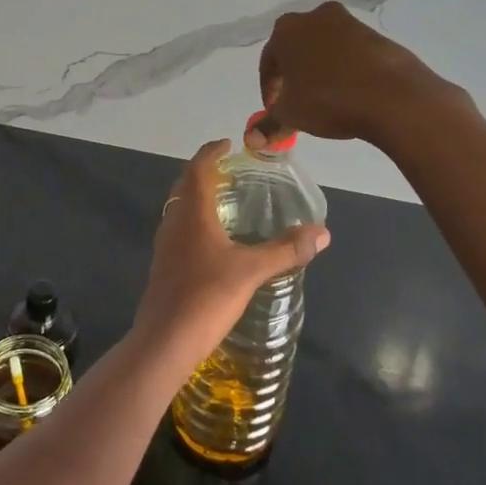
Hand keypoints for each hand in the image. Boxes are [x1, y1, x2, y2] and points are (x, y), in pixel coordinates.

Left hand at [131, 139, 329, 369]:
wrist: (164, 341)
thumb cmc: (206, 297)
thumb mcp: (251, 271)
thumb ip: (285, 250)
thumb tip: (322, 232)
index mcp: (192, 213)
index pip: (197, 169)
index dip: (210, 152)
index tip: (227, 144)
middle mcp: (173, 222)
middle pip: (184, 185)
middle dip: (203, 172)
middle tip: (229, 170)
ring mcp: (164, 246)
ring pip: (179, 209)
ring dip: (197, 197)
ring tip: (224, 201)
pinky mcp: (163, 267)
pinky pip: (178, 230)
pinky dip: (194, 222)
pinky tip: (212, 242)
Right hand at [253, 1, 452, 148]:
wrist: (393, 95)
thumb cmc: (329, 100)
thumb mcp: (291, 116)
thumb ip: (268, 125)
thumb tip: (252, 140)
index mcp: (286, 30)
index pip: (268, 62)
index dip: (269, 89)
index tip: (275, 111)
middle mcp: (315, 17)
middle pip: (296, 49)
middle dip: (293, 76)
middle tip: (297, 103)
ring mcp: (349, 23)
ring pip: (324, 48)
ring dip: (320, 70)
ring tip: (325, 99)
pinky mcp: (376, 34)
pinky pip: (350, 52)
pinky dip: (344, 69)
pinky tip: (350, 93)